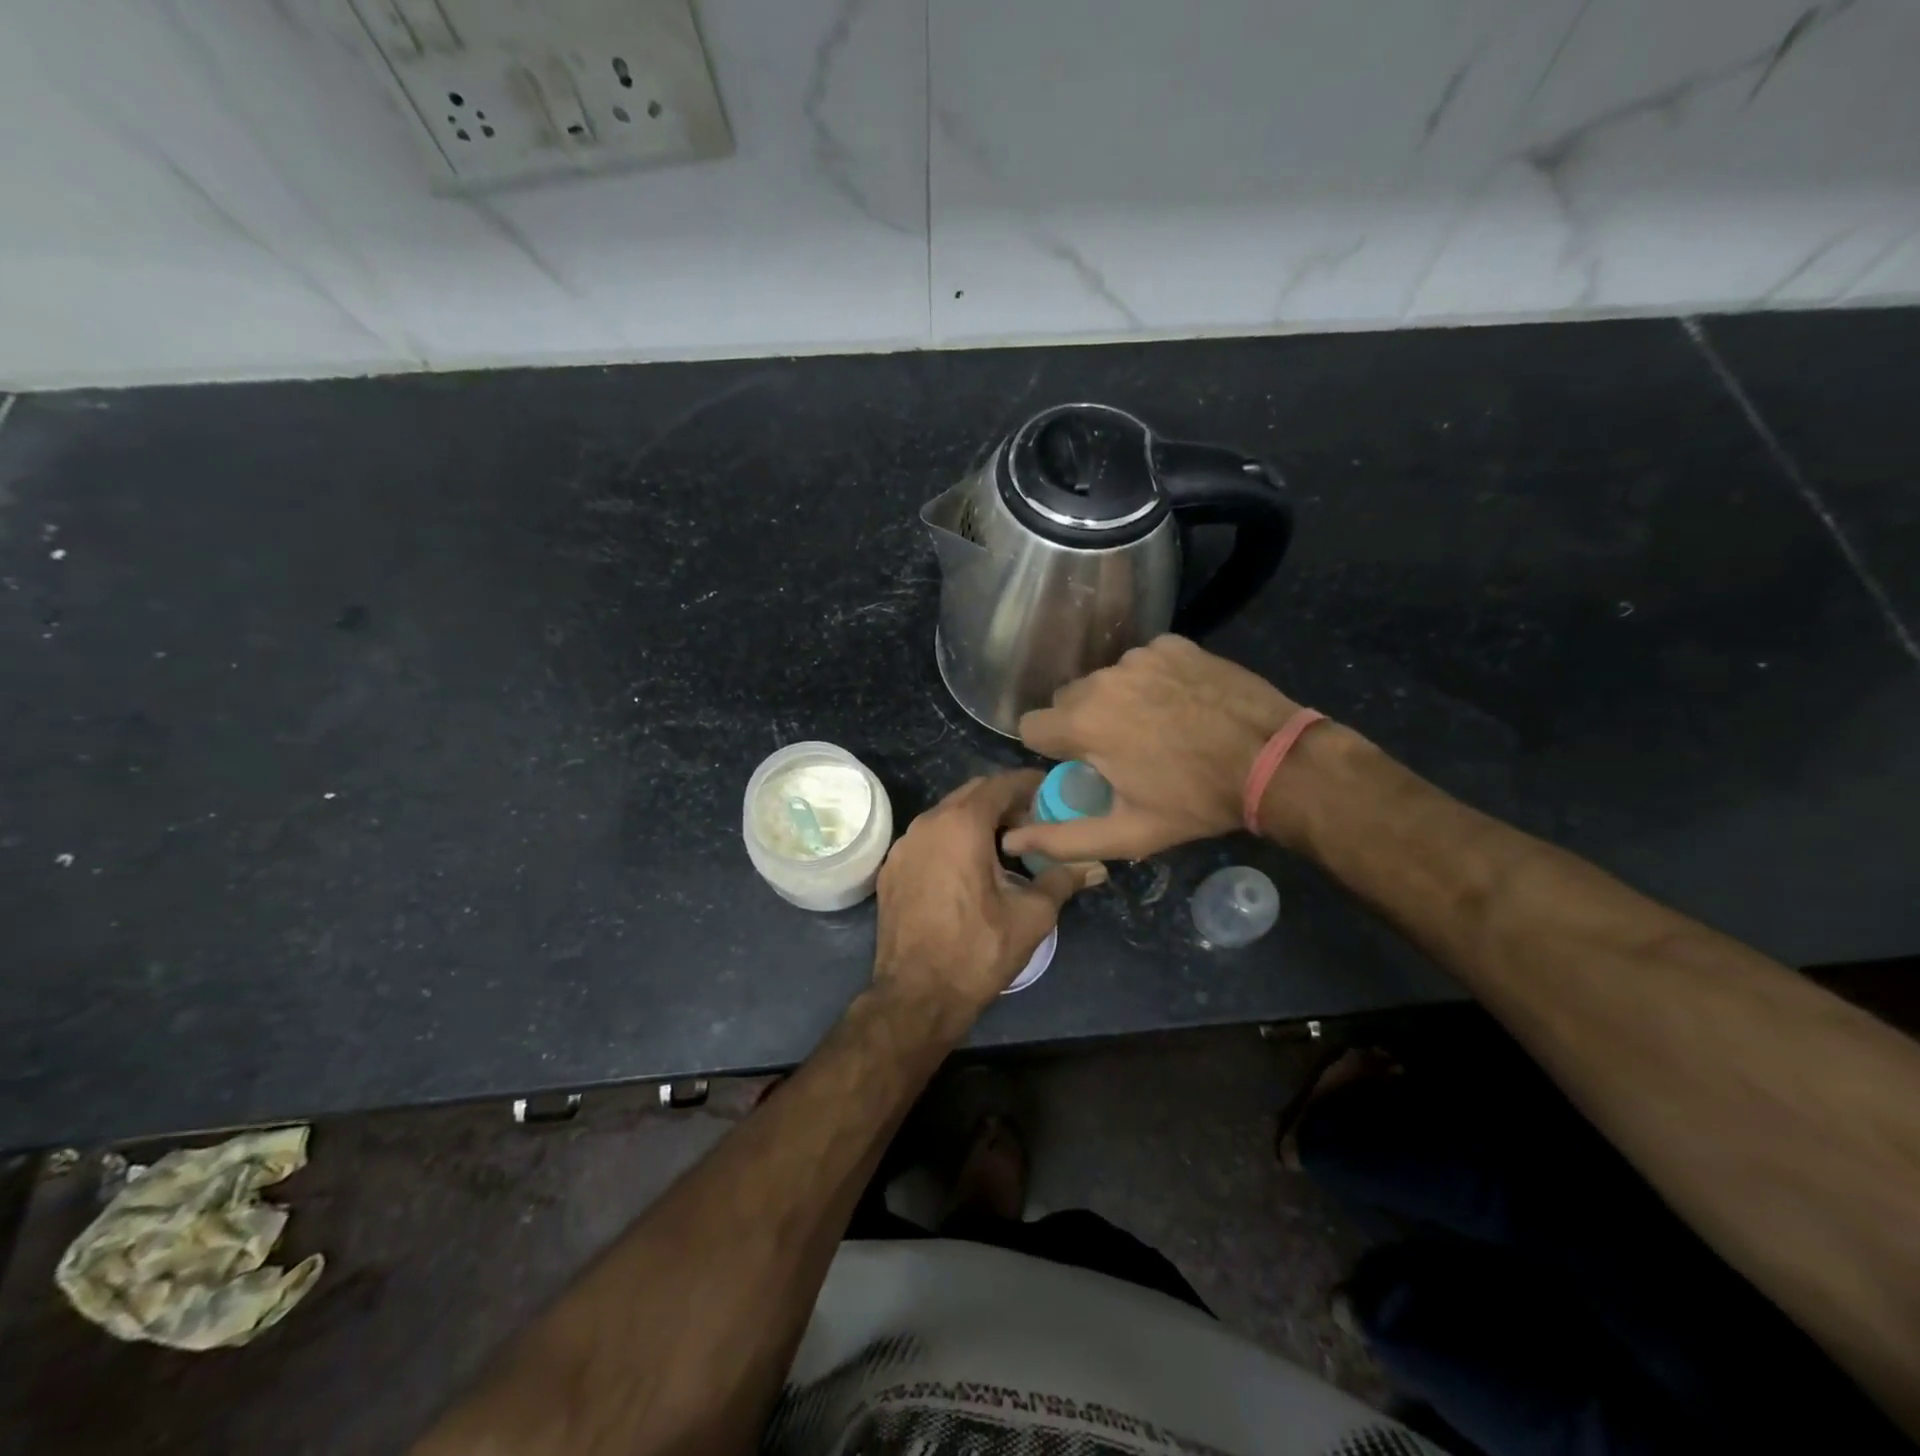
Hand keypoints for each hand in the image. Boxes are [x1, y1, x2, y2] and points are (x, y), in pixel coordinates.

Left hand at [873, 772, 1105, 1021]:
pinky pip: (927, 839)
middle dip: (1003, 800)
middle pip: (971, 794)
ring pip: (946, 815)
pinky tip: (968, 869)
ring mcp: (904, 846)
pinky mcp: (891, 869)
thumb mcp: (1030, 916)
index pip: (999, 784)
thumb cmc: (977, 951)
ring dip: (976, 820)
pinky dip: (951, 840)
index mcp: (962, 825)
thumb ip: (1062, 880)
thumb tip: (1095, 866)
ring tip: (1005, 846)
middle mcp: (927, 824)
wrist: (916, 996)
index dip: (1028, 784)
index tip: (1050, 791)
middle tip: (1033, 821)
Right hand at [1001, 635, 1302, 862]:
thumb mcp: (1128, 833)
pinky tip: (1182, 703)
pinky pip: (1143, 662)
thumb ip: (1063, 839)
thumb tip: (1012, 840)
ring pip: (1106, 679)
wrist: (1275, 761)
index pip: (1032, 725)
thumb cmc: (1196, 802)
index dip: (1052, 749)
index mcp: (1084, 723)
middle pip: (1068, 699)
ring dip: (1118, 700)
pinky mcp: (1173, 644)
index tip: (1083, 764)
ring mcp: (1141, 656)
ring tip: (1160, 726)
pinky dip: (1152, 680)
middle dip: (1083, 723)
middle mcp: (1103, 679)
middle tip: (1125, 751)